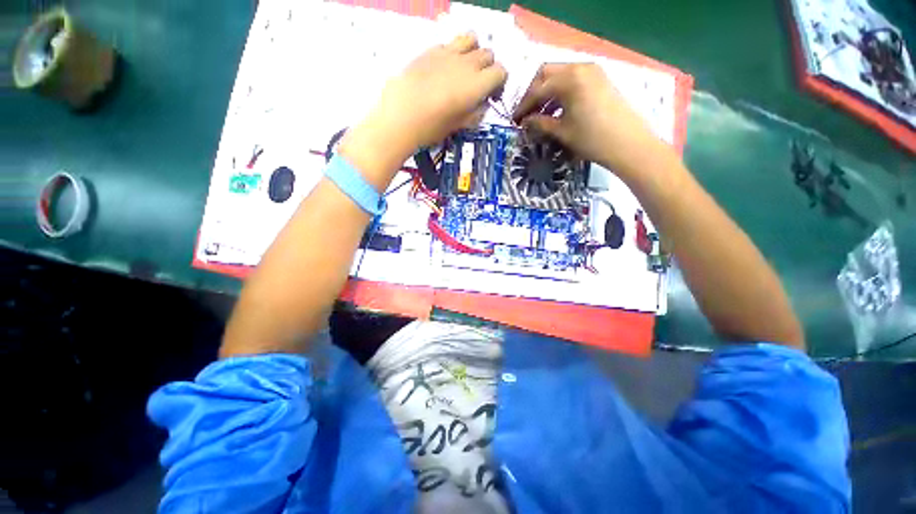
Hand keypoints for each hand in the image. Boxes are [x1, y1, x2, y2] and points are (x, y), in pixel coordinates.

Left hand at [340, 34, 507, 191]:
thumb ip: (475, 114)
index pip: (501, 71)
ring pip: (472, 39)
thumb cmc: (431, 127)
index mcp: (476, 85)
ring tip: (464, 68)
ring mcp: (448, 53)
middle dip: (488, 68)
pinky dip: (453, 53)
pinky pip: (450, 43)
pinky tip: (443, 69)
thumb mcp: (458, 126)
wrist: (399, 116)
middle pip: (488, 54)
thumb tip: (482, 105)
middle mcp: (466, 64)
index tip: (491, 94)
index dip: (499, 82)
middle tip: (478, 84)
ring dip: (473, 52)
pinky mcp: (431, 50)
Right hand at [512, 63, 669, 178]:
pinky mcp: (600, 80)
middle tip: (527, 113)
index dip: (523, 105)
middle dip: (534, 93)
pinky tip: (558, 110)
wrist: (628, 144)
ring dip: (547, 92)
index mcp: (569, 79)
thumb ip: (540, 123)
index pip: (537, 89)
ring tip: (541, 115)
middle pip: (547, 74)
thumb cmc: (591, 139)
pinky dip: (562, 92)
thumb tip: (524, 121)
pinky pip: (574, 80)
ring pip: (561, 75)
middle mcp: (580, 67)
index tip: (515, 120)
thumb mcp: (562, 132)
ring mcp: (593, 72)